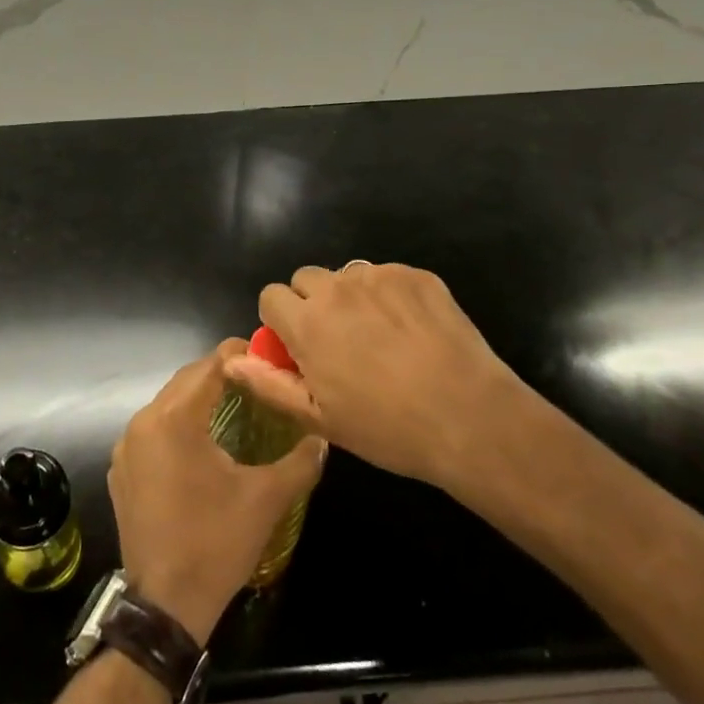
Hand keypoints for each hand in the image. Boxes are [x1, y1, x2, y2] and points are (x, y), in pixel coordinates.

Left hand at [110, 341, 326, 645]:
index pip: (208, 367)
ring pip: (166, 405)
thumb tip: (321, 437)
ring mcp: (126, 447)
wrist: (165, 605)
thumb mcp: (266, 500)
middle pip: (185, 381)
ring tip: (233, 406)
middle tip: (254, 380)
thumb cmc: (216, 543)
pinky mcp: (121, 470)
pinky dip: (176, 426)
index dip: (237, 355)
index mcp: (174, 419)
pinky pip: (151, 431)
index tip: (264, 355)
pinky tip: (200, 445)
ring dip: (197, 399)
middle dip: (218, 375)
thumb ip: (299, 462)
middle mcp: (143, 422)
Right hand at [227, 263, 536, 495]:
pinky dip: (390, 296)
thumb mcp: (320, 418)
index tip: (299, 347)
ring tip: (380, 337)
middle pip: (307, 279)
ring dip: (351, 298)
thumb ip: (269, 384)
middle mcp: (337, 288)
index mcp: (307, 322)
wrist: (471, 418)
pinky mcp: (417, 275)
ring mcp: (380, 276)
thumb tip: (231, 359)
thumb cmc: (388, 428)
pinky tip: (413, 331)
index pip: (271, 296)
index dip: (280, 321)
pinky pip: (388, 276)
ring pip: (348, 276)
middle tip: (339, 342)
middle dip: (313, 303)